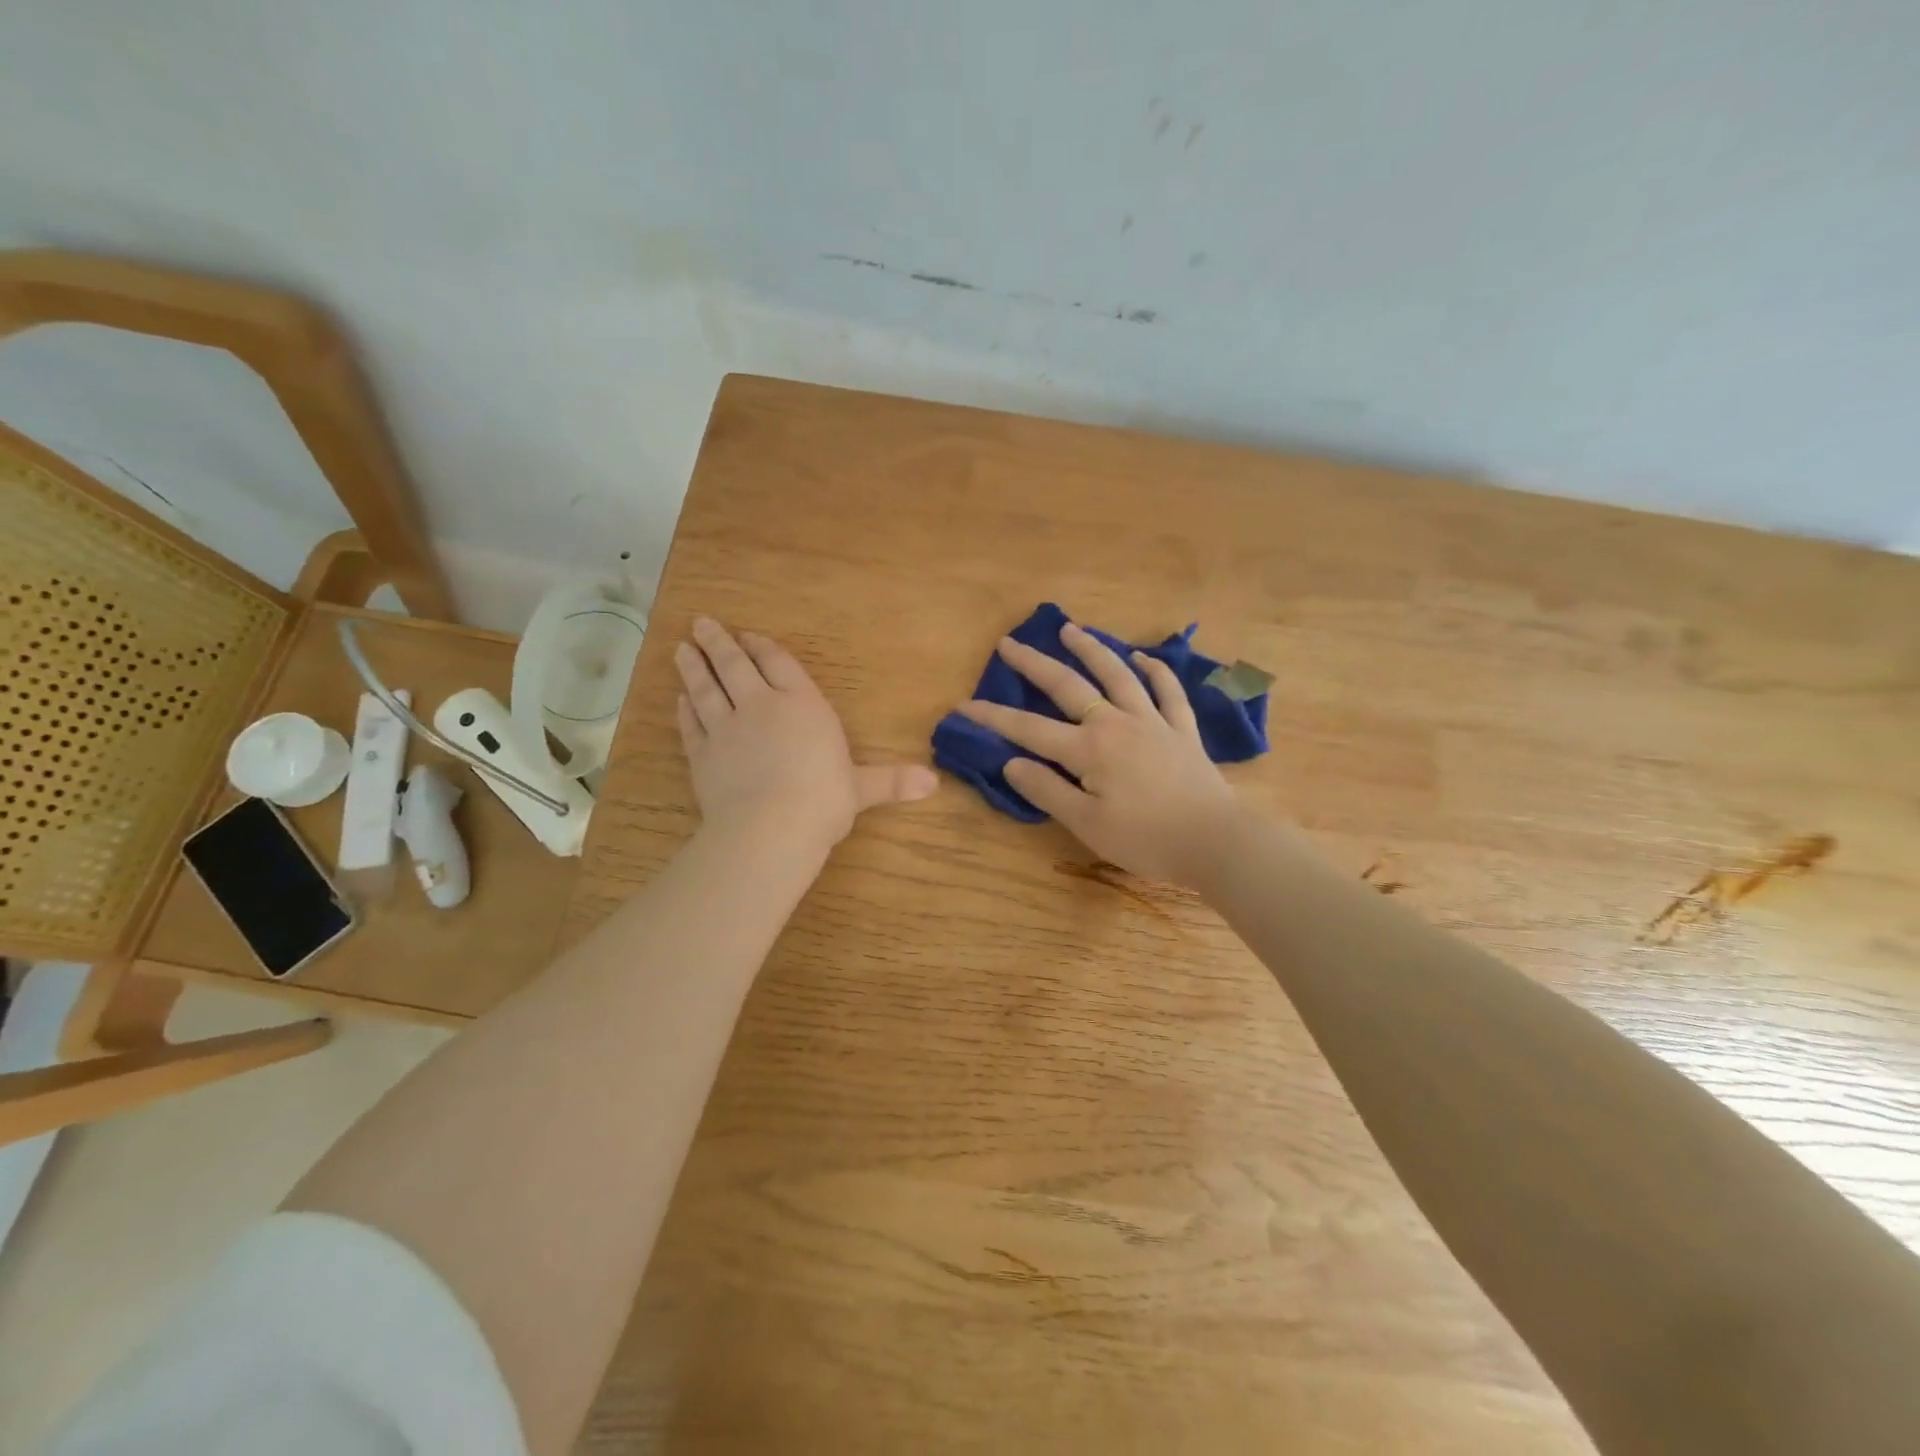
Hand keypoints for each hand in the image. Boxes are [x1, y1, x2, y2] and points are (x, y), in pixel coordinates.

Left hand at [675, 619, 936, 855]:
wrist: (770, 828)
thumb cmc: (824, 800)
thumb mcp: (863, 789)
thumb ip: (892, 781)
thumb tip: (933, 783)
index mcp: (803, 705)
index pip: (780, 665)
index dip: (763, 648)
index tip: (748, 637)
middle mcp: (761, 706)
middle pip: (735, 666)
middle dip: (719, 643)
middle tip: (701, 623)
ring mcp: (726, 729)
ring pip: (705, 689)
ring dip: (693, 667)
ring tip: (681, 648)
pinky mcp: (702, 755)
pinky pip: (691, 724)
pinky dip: (684, 710)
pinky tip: (679, 699)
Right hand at [955, 619, 1243, 887]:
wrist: (1215, 841)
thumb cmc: (1146, 839)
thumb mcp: (1087, 824)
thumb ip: (1047, 790)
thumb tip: (1011, 762)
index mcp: (1088, 749)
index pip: (1029, 729)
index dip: (994, 717)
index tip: (963, 706)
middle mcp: (1116, 723)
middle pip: (1068, 686)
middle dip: (1034, 664)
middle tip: (1010, 643)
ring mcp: (1152, 721)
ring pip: (1117, 675)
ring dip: (1091, 649)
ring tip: (1070, 629)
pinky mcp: (1181, 730)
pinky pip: (1168, 691)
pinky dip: (1155, 670)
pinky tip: (1142, 657)